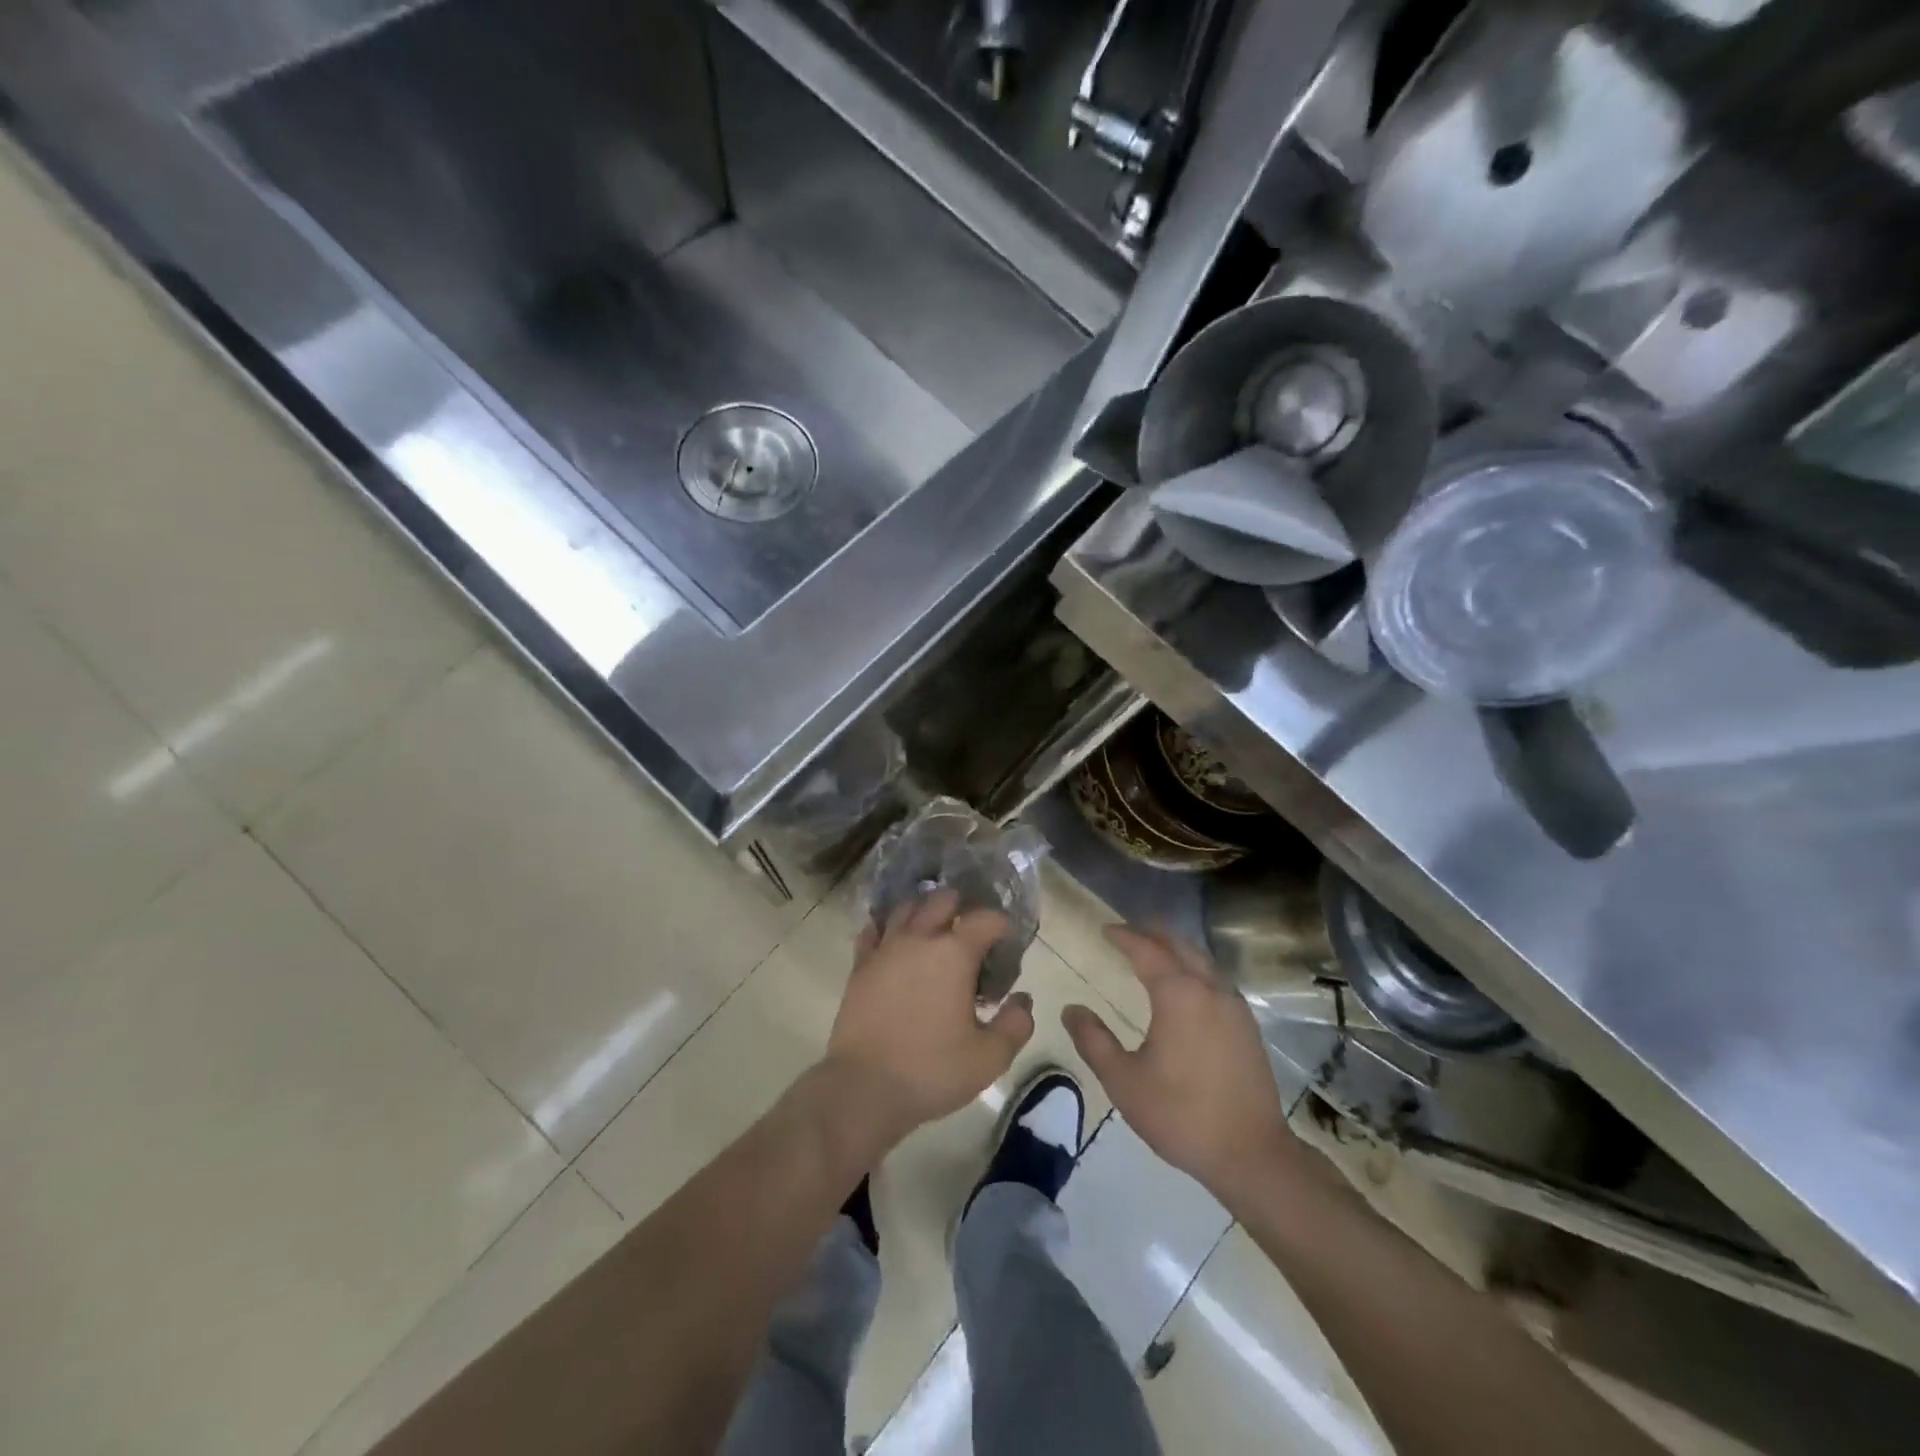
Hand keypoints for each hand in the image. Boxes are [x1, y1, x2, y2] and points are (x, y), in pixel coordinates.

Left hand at [824, 890, 1035, 1153]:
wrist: (863, 1088)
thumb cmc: (931, 1070)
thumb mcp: (989, 1057)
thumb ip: (1015, 1024)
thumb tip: (1022, 999)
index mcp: (955, 953)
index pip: (986, 919)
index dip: (1002, 926)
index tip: (1007, 945)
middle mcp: (920, 938)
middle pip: (943, 899)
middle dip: (962, 908)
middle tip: (971, 934)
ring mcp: (885, 948)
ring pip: (906, 908)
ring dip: (924, 911)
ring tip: (935, 930)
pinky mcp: (860, 965)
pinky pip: (874, 930)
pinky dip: (888, 928)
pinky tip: (895, 942)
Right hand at [1063, 926, 1297, 1208]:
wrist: (1251, 1154)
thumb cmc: (1180, 1115)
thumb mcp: (1123, 1081)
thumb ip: (1093, 1040)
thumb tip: (1071, 1009)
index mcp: (1178, 995)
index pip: (1146, 950)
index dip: (1124, 936)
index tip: (1105, 929)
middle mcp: (1210, 989)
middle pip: (1180, 946)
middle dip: (1153, 933)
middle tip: (1129, 931)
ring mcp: (1234, 1006)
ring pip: (1203, 961)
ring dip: (1177, 949)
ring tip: (1155, 952)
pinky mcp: (1248, 1026)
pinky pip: (1217, 980)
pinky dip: (1195, 969)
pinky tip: (1187, 988)